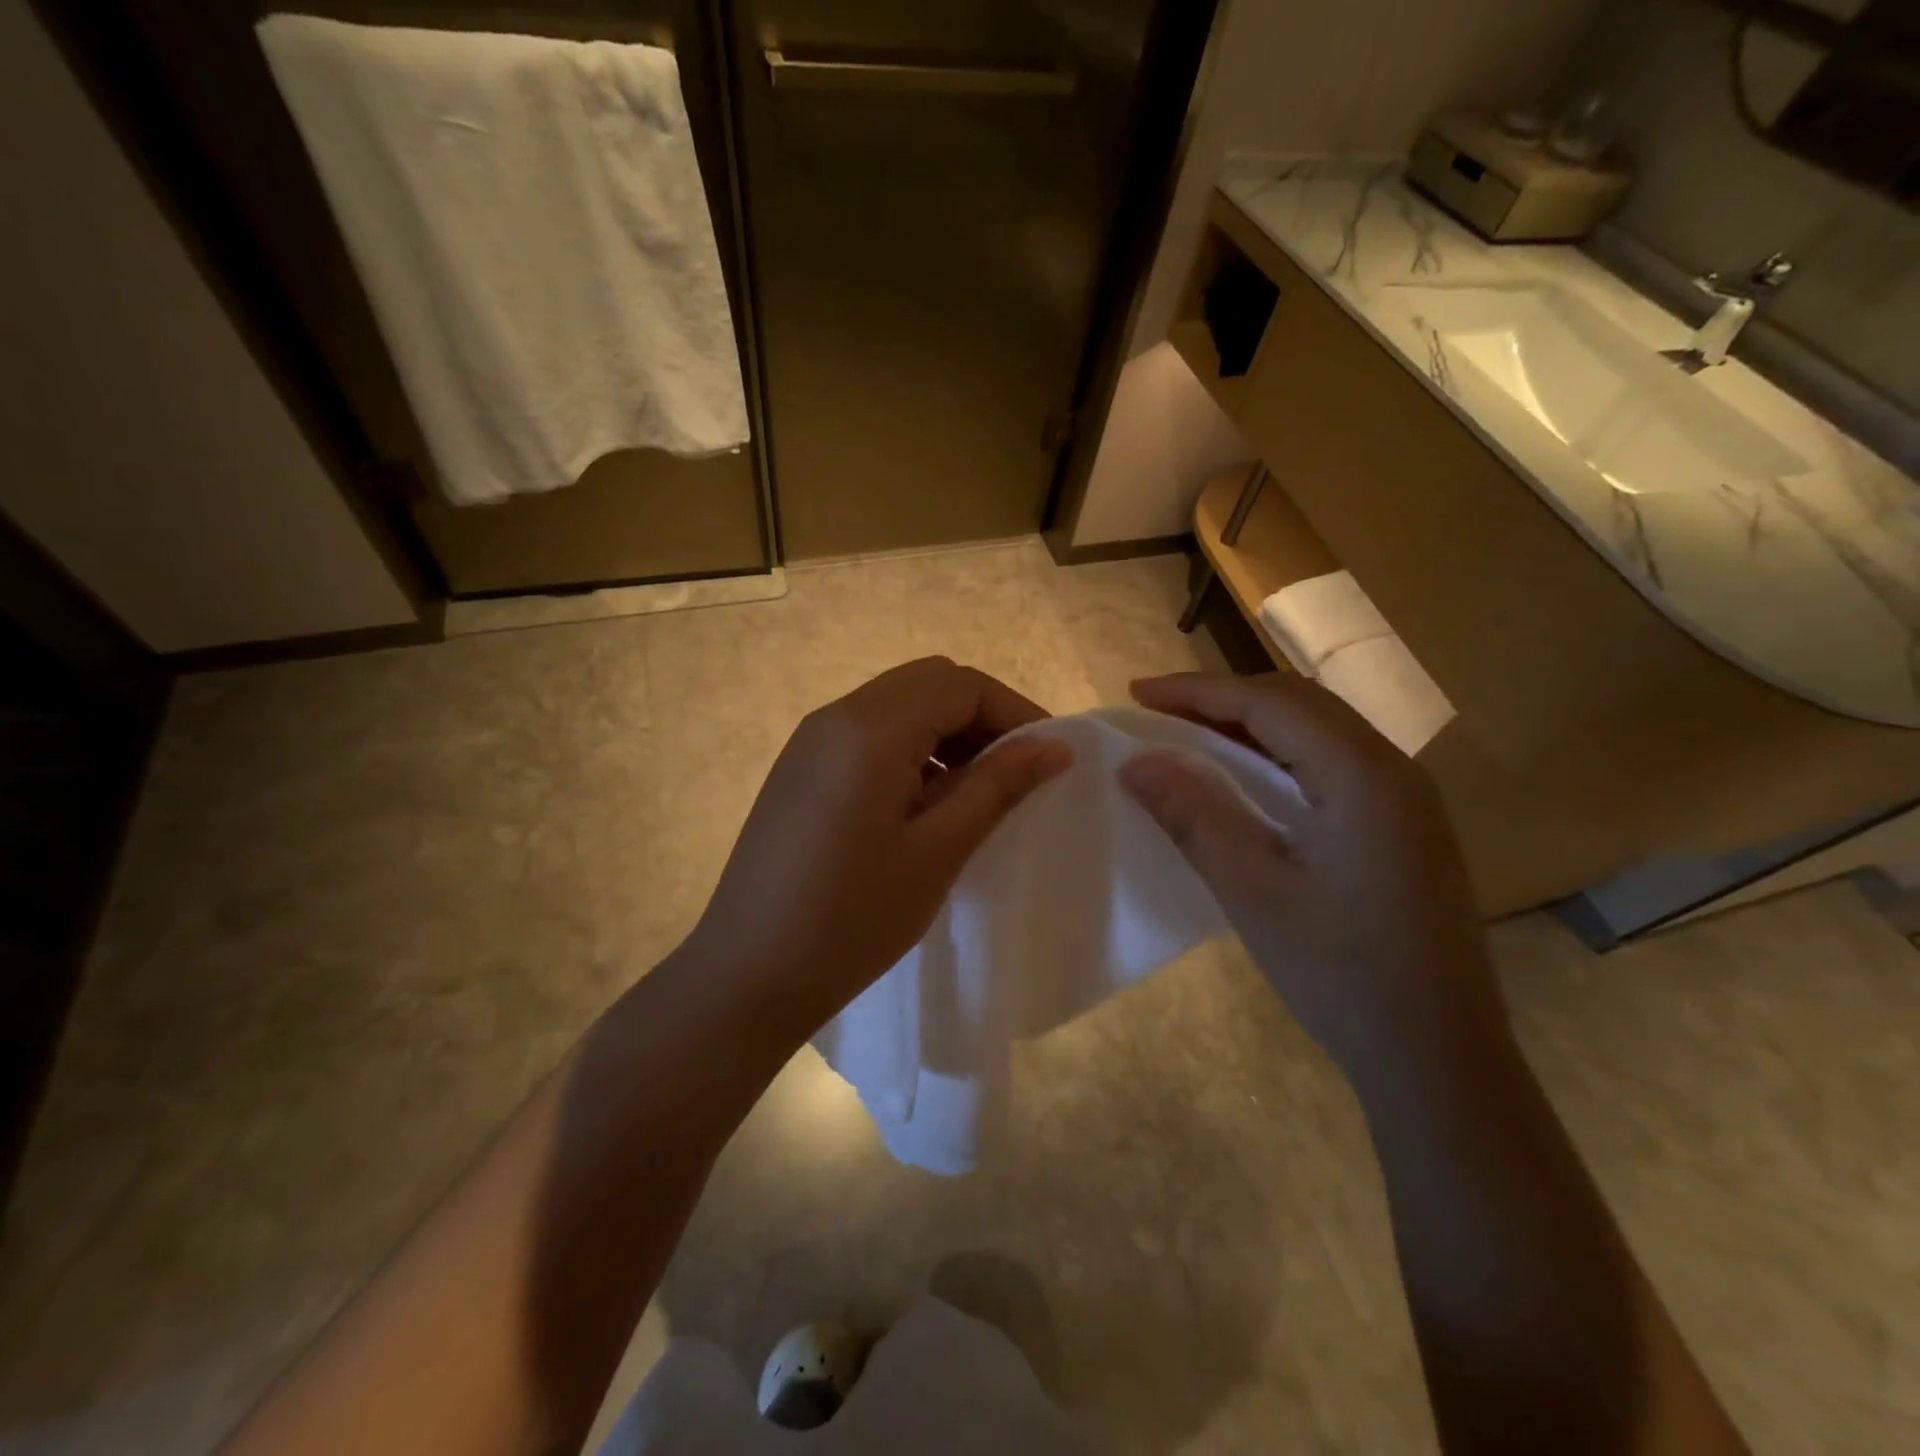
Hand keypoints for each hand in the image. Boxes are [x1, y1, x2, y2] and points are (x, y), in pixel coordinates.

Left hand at [684, 658, 1071, 1035]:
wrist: (747, 973)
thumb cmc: (852, 918)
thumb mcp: (938, 851)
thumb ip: (998, 786)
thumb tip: (1054, 746)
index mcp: (870, 729)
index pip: (960, 685)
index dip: (1014, 711)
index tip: (1049, 758)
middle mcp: (835, 717)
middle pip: (928, 683)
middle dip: (981, 715)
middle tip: (1016, 770)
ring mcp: (810, 741)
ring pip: (898, 705)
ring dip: (946, 731)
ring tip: (976, 790)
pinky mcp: (799, 768)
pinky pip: (868, 734)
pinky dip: (910, 748)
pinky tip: (924, 801)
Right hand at [1117, 673, 1507, 1086]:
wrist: (1438, 1056)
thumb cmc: (1340, 971)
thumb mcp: (1252, 890)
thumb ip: (1193, 815)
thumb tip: (1135, 763)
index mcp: (1362, 774)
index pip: (1270, 703)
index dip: (1197, 691)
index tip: (1136, 693)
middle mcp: (1392, 769)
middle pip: (1298, 704)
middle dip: (1222, 698)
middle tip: (1157, 711)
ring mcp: (1405, 798)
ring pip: (1317, 730)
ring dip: (1251, 723)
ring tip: (1188, 734)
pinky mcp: (1402, 825)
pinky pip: (1331, 762)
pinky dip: (1278, 754)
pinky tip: (1245, 777)